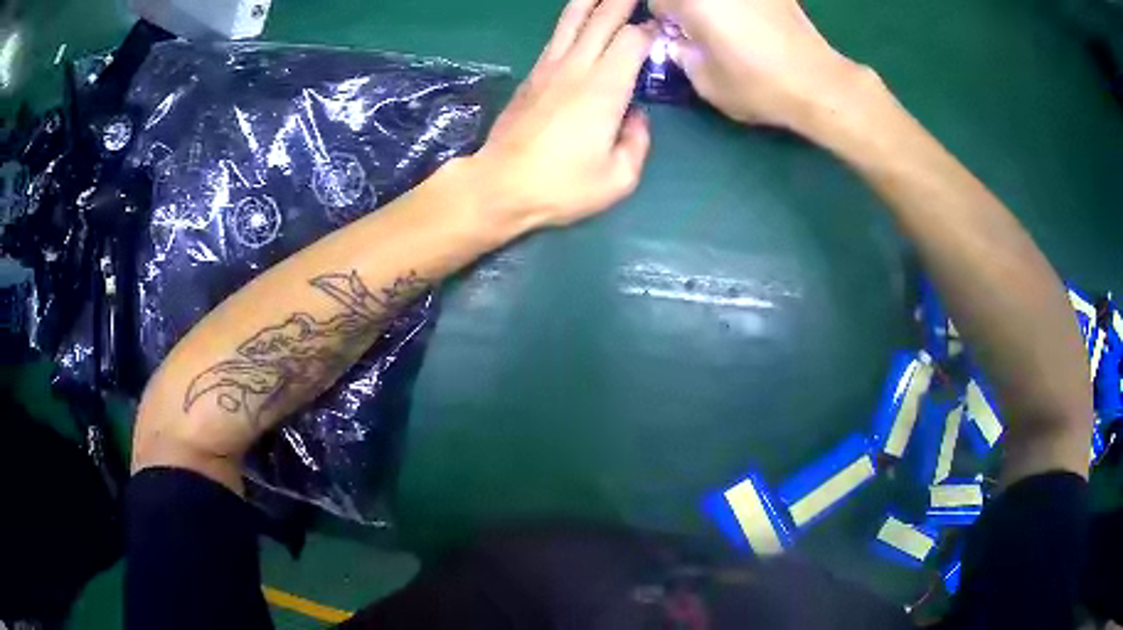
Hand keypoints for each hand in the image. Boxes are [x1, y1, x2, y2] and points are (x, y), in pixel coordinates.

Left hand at [469, 0, 655, 231]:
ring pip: (572, 19)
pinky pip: (557, 36)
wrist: (499, 185)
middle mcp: (577, 67)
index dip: (649, 30)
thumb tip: (637, 116)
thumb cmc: (561, 185)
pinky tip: (579, 16)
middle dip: (622, 1)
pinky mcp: (532, 75)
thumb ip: (637, 142)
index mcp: (605, 88)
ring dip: (592, 1)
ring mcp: (549, 67)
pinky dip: (572, 19)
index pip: (632, 39)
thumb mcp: (618, 178)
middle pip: (602, 18)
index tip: (661, 29)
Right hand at [650, 0, 871, 131]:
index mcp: (693, 1)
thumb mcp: (705, 82)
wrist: (818, 85)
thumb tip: (679, 42)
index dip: (665, 20)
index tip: (679, 37)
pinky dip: (743, 8)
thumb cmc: (759, 86)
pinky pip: (746, 1)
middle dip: (688, 10)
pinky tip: (756, 26)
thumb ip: (681, 55)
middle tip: (702, 33)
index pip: (657, 1)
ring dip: (716, 8)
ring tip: (732, 30)